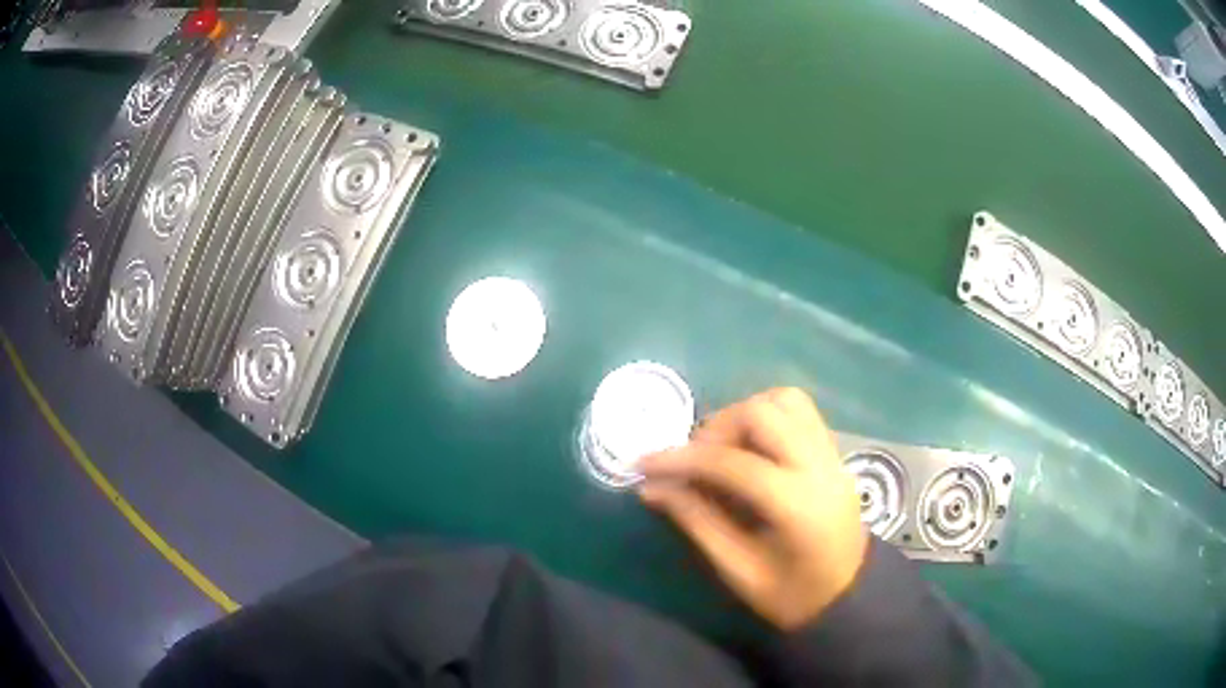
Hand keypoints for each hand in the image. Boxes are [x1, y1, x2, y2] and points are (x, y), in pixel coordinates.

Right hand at [638, 388, 867, 630]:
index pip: (732, 463)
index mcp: (797, 505)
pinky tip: (750, 448)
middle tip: (693, 461)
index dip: (682, 460)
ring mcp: (832, 455)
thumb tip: (651, 487)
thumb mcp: (738, 570)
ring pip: (786, 401)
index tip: (645, 464)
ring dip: (744, 414)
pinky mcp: (834, 453)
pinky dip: (767, 415)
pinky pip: (800, 412)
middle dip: (716, 428)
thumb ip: (697, 522)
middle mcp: (819, 467)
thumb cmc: (792, 597)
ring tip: (722, 448)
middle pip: (763, 413)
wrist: (848, 596)